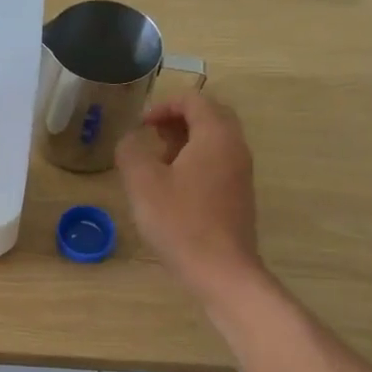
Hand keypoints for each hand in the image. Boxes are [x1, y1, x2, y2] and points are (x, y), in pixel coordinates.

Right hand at [116, 94, 260, 299]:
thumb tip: (130, 140)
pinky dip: (195, 161)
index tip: (140, 124)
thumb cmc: (180, 222)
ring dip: (186, 141)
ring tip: (157, 160)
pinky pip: (218, 162)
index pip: (194, 99)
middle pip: (209, 115)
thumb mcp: (143, 183)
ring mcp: (241, 172)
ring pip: (215, 140)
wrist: (221, 271)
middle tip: (150, 134)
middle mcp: (235, 147)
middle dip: (177, 119)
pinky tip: (172, 186)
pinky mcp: (239, 195)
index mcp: (215, 136)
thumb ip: (131, 152)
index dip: (164, 104)